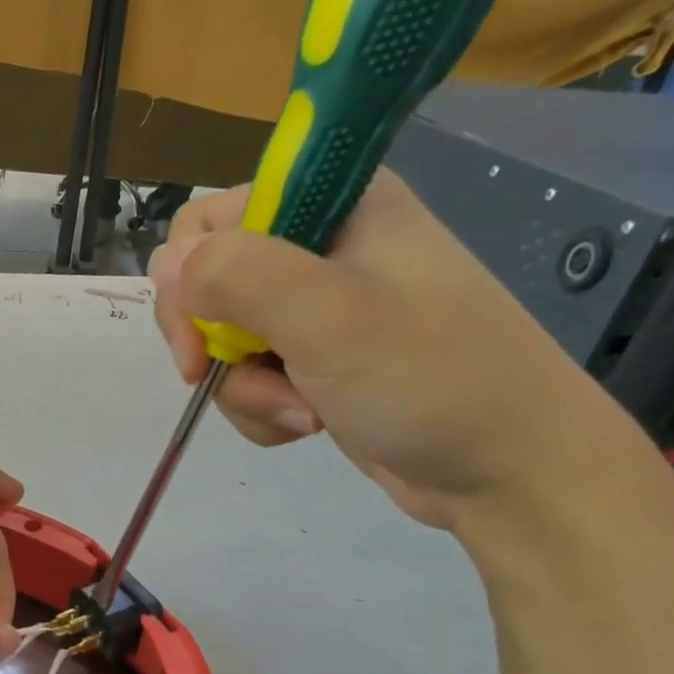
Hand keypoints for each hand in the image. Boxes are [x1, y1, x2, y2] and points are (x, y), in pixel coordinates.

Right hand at [149, 172, 640, 528]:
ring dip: (247, 389)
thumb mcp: (329, 318)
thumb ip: (239, 277)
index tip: (199, 344)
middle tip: (240, 380)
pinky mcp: (318, 360)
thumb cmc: (429, 380)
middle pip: (208, 288)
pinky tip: (308, 425)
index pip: (208, 222)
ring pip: (226, 343)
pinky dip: (265, 409)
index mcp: (332, 205)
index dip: (188, 282)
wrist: (506, 468)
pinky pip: (253, 379)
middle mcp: (320, 246)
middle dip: (219, 348)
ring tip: (303, 413)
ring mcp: (319, 309)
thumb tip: (168, 265)